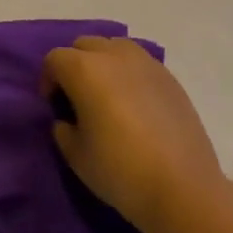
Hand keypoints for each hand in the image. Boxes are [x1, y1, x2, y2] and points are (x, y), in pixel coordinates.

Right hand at [42, 36, 221, 232]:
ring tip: (107, 96)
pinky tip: (135, 104)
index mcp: (85, 70)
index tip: (55, 107)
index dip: (49, 80)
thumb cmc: (120, 171)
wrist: (183, 188)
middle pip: (84, 45)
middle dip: (74, 65)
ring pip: (114, 46)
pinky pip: (139, 61)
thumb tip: (67, 119)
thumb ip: (63, 129)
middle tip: (77, 99)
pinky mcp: (169, 77)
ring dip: (103, 62)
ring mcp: (146, 63)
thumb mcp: (76, 156)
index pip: (55, 59)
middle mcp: (114, 55)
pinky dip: (128, 73)